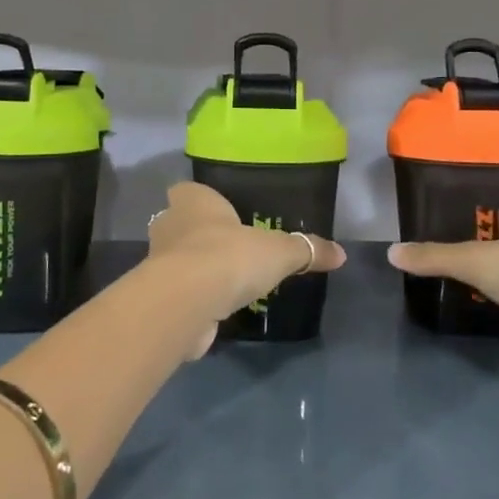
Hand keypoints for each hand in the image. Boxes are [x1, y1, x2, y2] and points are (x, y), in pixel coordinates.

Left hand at [146, 182, 345, 336]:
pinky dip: (194, 297)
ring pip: (177, 257)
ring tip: (226, 279)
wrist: (188, 302)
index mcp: (193, 199)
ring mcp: (158, 260)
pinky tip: (215, 307)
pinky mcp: (158, 295)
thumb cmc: (230, 256)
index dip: (206, 202)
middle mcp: (169, 223)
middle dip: (200, 234)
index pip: (191, 191)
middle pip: (181, 223)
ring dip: (196, 267)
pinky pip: (179, 290)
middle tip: (230, 247)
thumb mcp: (279, 251)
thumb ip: (307, 249)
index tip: (225, 215)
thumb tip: (341, 253)